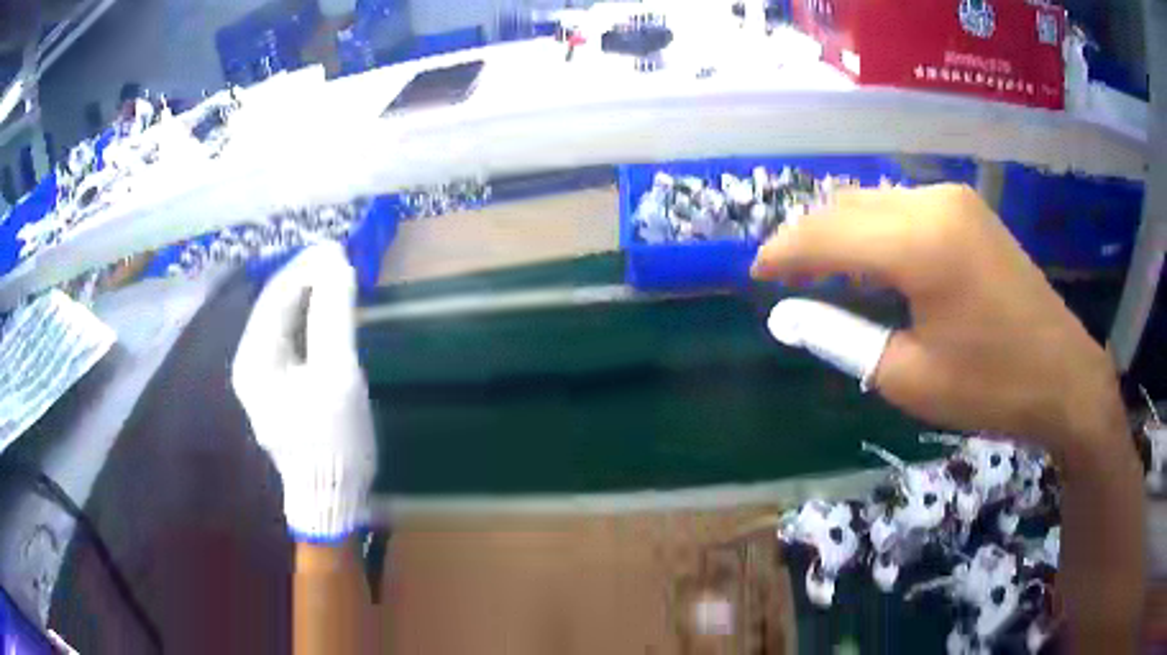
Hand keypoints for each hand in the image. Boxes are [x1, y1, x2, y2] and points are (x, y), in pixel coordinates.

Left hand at [232, 243, 376, 542]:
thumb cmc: (331, 441)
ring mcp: (263, 378)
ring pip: (285, 323)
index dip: (307, 268)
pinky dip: (312, 323)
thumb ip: (334, 315)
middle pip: (277, 306)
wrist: (331, 498)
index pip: (276, 295)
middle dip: (308, 281)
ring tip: (342, 282)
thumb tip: (337, 262)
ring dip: (311, 300)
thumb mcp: (337, 375)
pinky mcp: (279, 389)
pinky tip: (332, 316)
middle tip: (344, 263)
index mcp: (254, 359)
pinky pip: (293, 342)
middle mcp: (250, 363)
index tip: (340, 249)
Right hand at [752, 184, 1125, 462]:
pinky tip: (872, 261)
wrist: (1064, 377)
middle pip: (845, 207)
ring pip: (873, 201)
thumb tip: (786, 314)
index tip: (755, 275)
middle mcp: (932, 202)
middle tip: (785, 278)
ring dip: (840, 231)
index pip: (826, 234)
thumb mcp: (908, 376)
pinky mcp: (968, 209)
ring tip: (822, 272)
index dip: (783, 253)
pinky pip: (902, 207)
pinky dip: (874, 230)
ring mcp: (954, 199)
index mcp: (919, 243)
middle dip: (807, 238)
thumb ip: (839, 336)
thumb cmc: (989, 386)